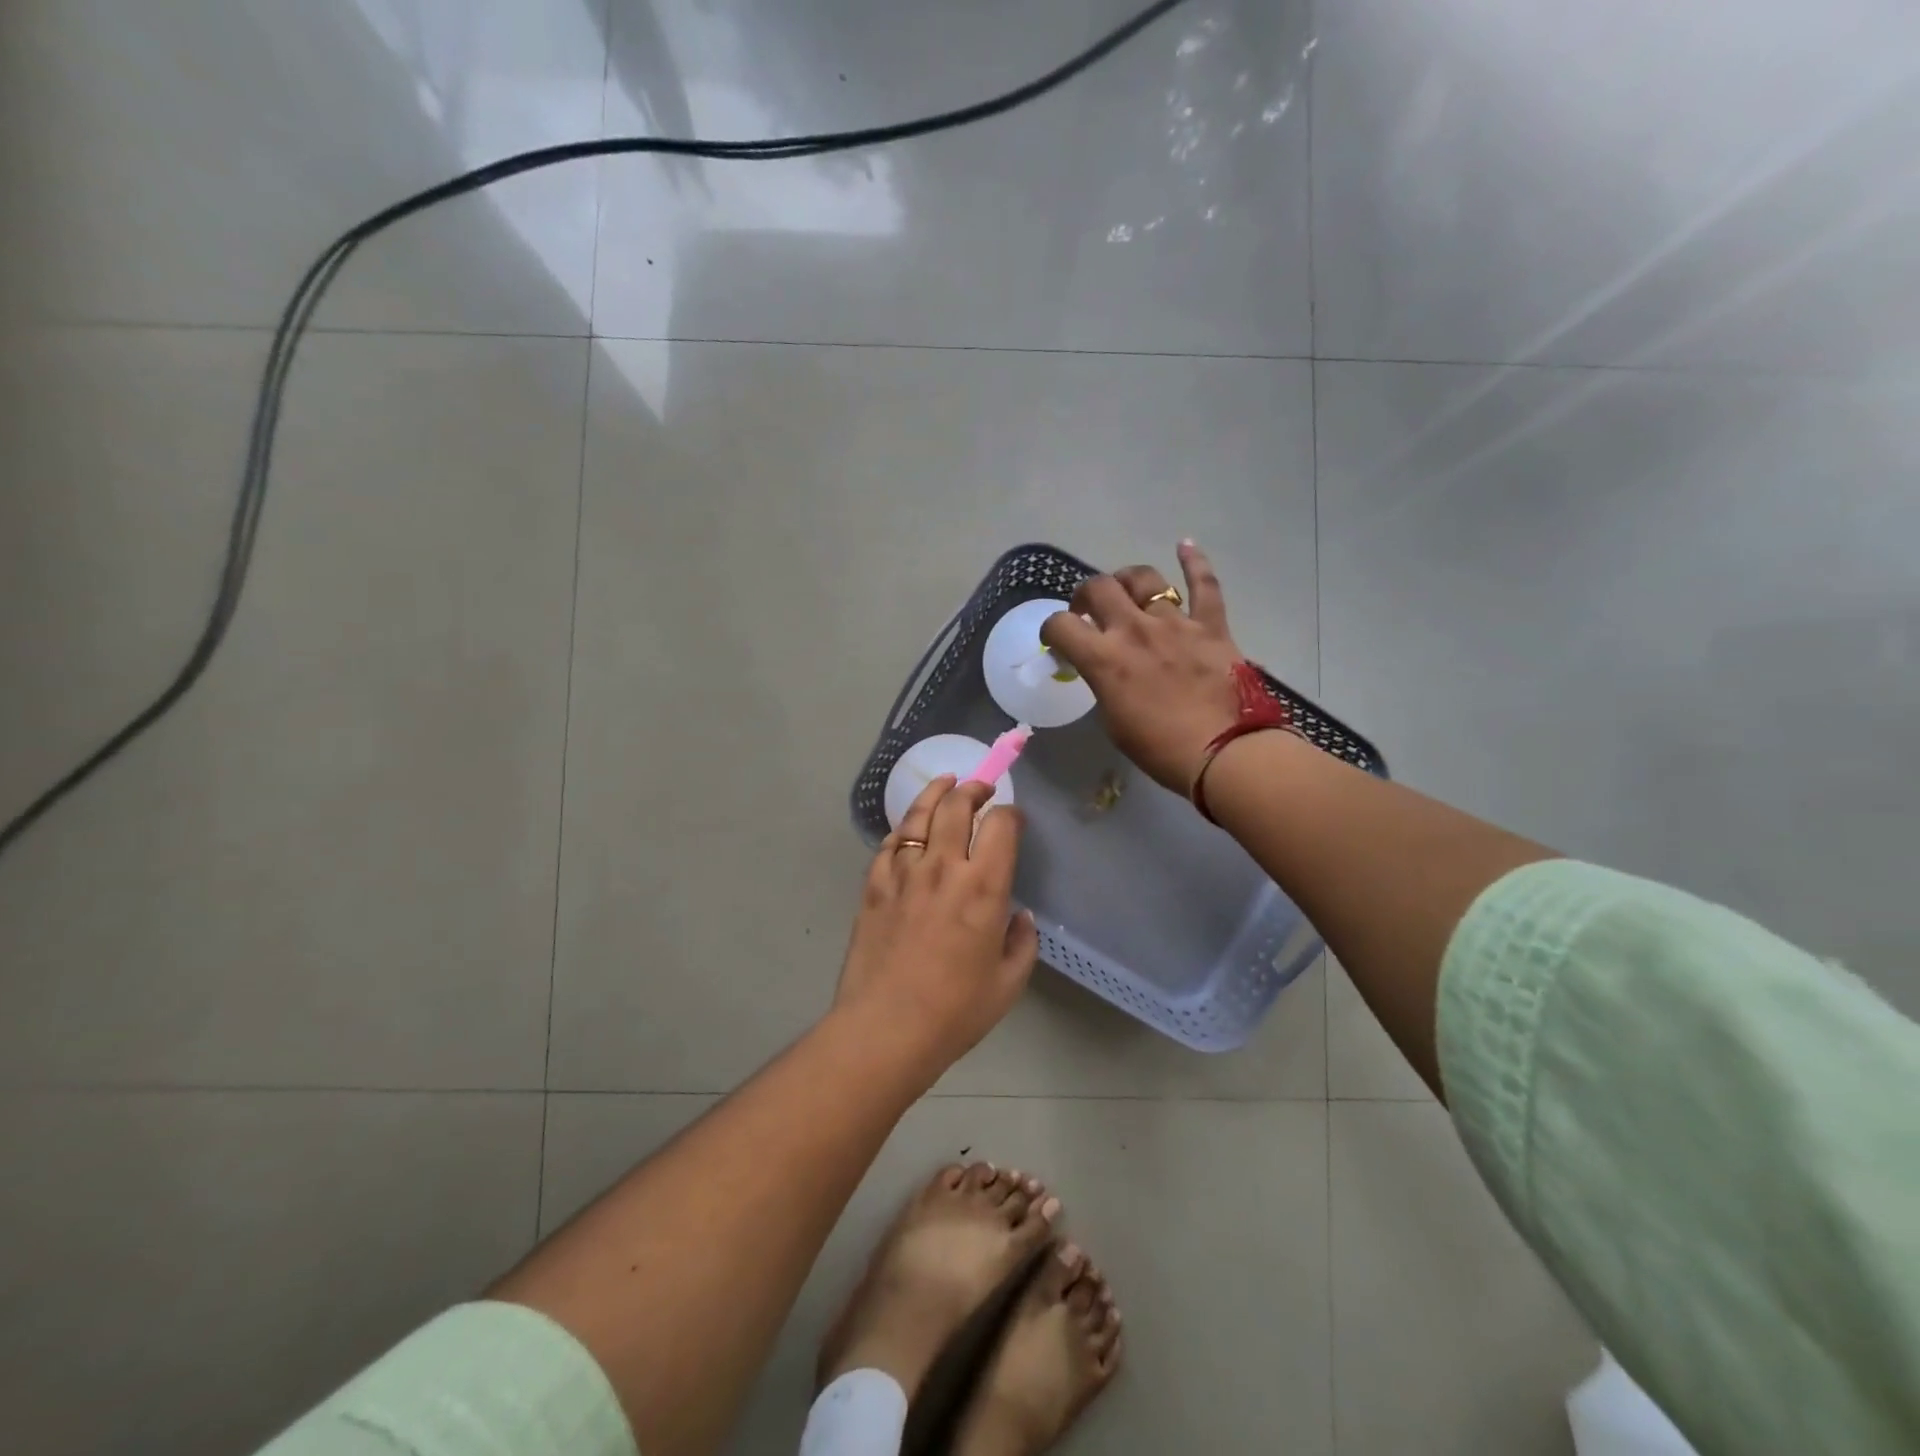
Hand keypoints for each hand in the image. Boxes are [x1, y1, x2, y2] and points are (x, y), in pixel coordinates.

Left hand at [834, 774, 1039, 1068]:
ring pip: (919, 815)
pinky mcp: (873, 885)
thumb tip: (1019, 916)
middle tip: (981, 789)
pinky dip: (904, 828)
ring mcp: (903, 873)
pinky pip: (890, 843)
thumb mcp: (1008, 983)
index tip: (1014, 819)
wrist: (885, 1028)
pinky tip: (910, 828)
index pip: (1000, 824)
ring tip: (946, 784)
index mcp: (983, 887)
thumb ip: (1021, 942)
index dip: (1010, 814)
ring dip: (936, 792)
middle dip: (973, 788)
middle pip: (956, 805)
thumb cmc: (955, 1011)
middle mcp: (943, 867)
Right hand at [1040, 540, 1244, 793]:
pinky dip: (1195, 561)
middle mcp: (1134, 630)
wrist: (1225, 753)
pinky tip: (1185, 545)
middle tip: (1089, 611)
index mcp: (1104, 659)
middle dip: (1085, 596)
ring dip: (1127, 580)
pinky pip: (1204, 584)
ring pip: (1144, 578)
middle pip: (1098, 588)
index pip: (1061, 625)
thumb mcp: (1114, 722)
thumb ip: (1104, 685)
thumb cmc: (1160, 749)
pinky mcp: (1211, 625)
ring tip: (1126, 590)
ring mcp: (1175, 623)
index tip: (1056, 640)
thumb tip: (1105, 670)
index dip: (1051, 630)